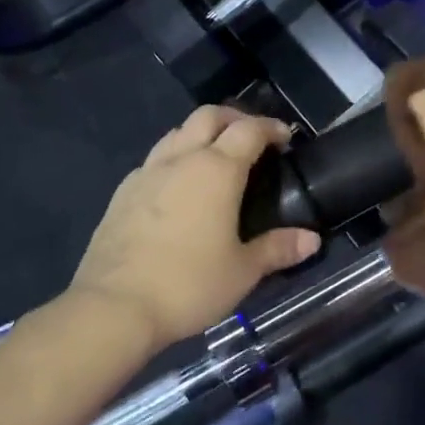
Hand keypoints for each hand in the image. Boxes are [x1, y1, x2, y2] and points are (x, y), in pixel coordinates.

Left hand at [68, 107, 320, 346]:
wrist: (112, 308)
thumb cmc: (188, 284)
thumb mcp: (243, 271)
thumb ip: (278, 248)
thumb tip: (312, 240)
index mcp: (217, 170)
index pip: (249, 129)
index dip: (271, 127)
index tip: (285, 138)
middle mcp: (182, 160)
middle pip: (209, 116)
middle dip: (235, 118)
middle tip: (252, 138)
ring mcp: (147, 173)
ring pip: (178, 132)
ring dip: (202, 133)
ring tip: (216, 156)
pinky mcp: (122, 193)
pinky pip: (155, 159)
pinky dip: (175, 158)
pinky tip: (179, 186)